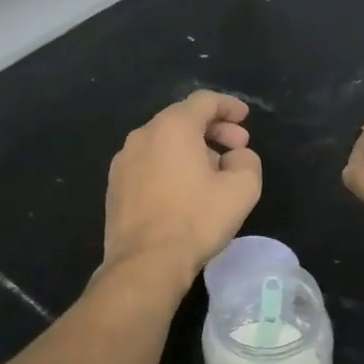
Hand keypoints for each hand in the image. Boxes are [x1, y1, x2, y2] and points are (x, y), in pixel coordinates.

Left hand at [103, 91, 261, 284]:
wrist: (145, 263)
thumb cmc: (196, 220)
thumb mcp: (241, 189)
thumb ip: (247, 161)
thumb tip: (236, 157)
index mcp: (172, 127)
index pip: (204, 101)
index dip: (229, 106)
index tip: (245, 118)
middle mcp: (142, 135)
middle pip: (182, 119)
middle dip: (214, 129)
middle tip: (237, 147)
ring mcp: (123, 161)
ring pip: (164, 142)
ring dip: (192, 149)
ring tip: (214, 171)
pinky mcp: (115, 186)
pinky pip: (149, 163)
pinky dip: (171, 165)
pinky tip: (185, 191)